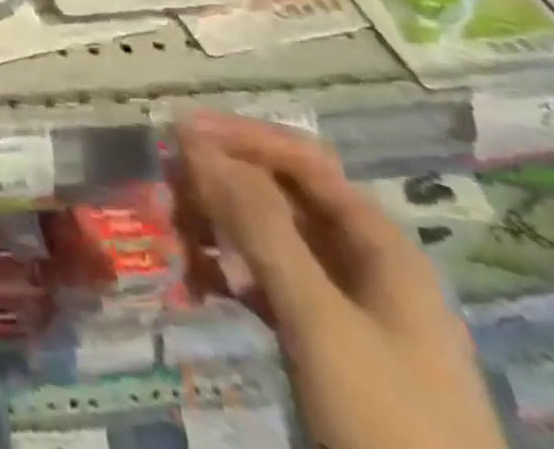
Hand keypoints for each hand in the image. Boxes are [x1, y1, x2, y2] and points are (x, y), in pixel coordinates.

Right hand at [175, 112, 504, 448]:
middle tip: (164, 191)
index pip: (301, 159)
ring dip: (216, 229)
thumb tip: (195, 141)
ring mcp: (343, 306)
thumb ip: (259, 225)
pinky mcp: (322, 343)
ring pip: (266, 238)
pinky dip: (227, 274)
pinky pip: (264, 283)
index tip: (177, 132)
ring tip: (174, 242)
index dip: (240, 137)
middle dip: (219, 186)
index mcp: (378, 245)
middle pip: (279, 195)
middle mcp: (361, 263)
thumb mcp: (319, 319)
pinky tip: (196, 284)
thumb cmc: (388, 421)